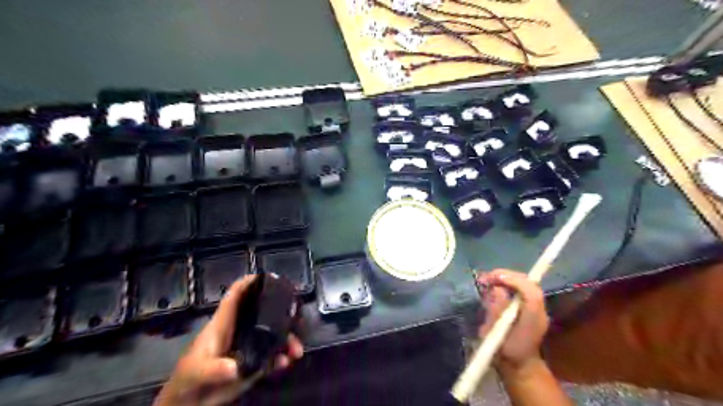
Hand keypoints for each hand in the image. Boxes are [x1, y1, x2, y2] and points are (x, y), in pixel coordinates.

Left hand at [154, 274, 302, 403]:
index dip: (249, 282)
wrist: (188, 403)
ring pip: (272, 334)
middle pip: (262, 312)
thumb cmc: (188, 380)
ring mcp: (248, 346)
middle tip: (298, 314)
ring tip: (296, 350)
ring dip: (287, 340)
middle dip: (281, 311)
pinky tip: (286, 362)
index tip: (268, 276)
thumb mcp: (198, 372)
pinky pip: (272, 355)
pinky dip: (282, 357)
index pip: (236, 295)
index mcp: (224, 324)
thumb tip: (234, 368)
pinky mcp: (253, 362)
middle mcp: (240, 330)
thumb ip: (214, 369)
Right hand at [476, 268, 547, 372]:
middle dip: (507, 276)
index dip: (514, 281)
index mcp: (533, 321)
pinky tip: (495, 285)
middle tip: (487, 278)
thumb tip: (497, 290)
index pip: (531, 293)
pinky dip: (508, 283)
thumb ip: (496, 312)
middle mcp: (539, 312)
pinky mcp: (532, 308)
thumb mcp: (494, 335)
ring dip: (507, 278)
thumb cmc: (503, 354)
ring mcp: (538, 309)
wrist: (519, 367)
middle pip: (529, 284)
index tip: (494, 278)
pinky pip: (522, 288)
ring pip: (526, 284)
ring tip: (488, 280)